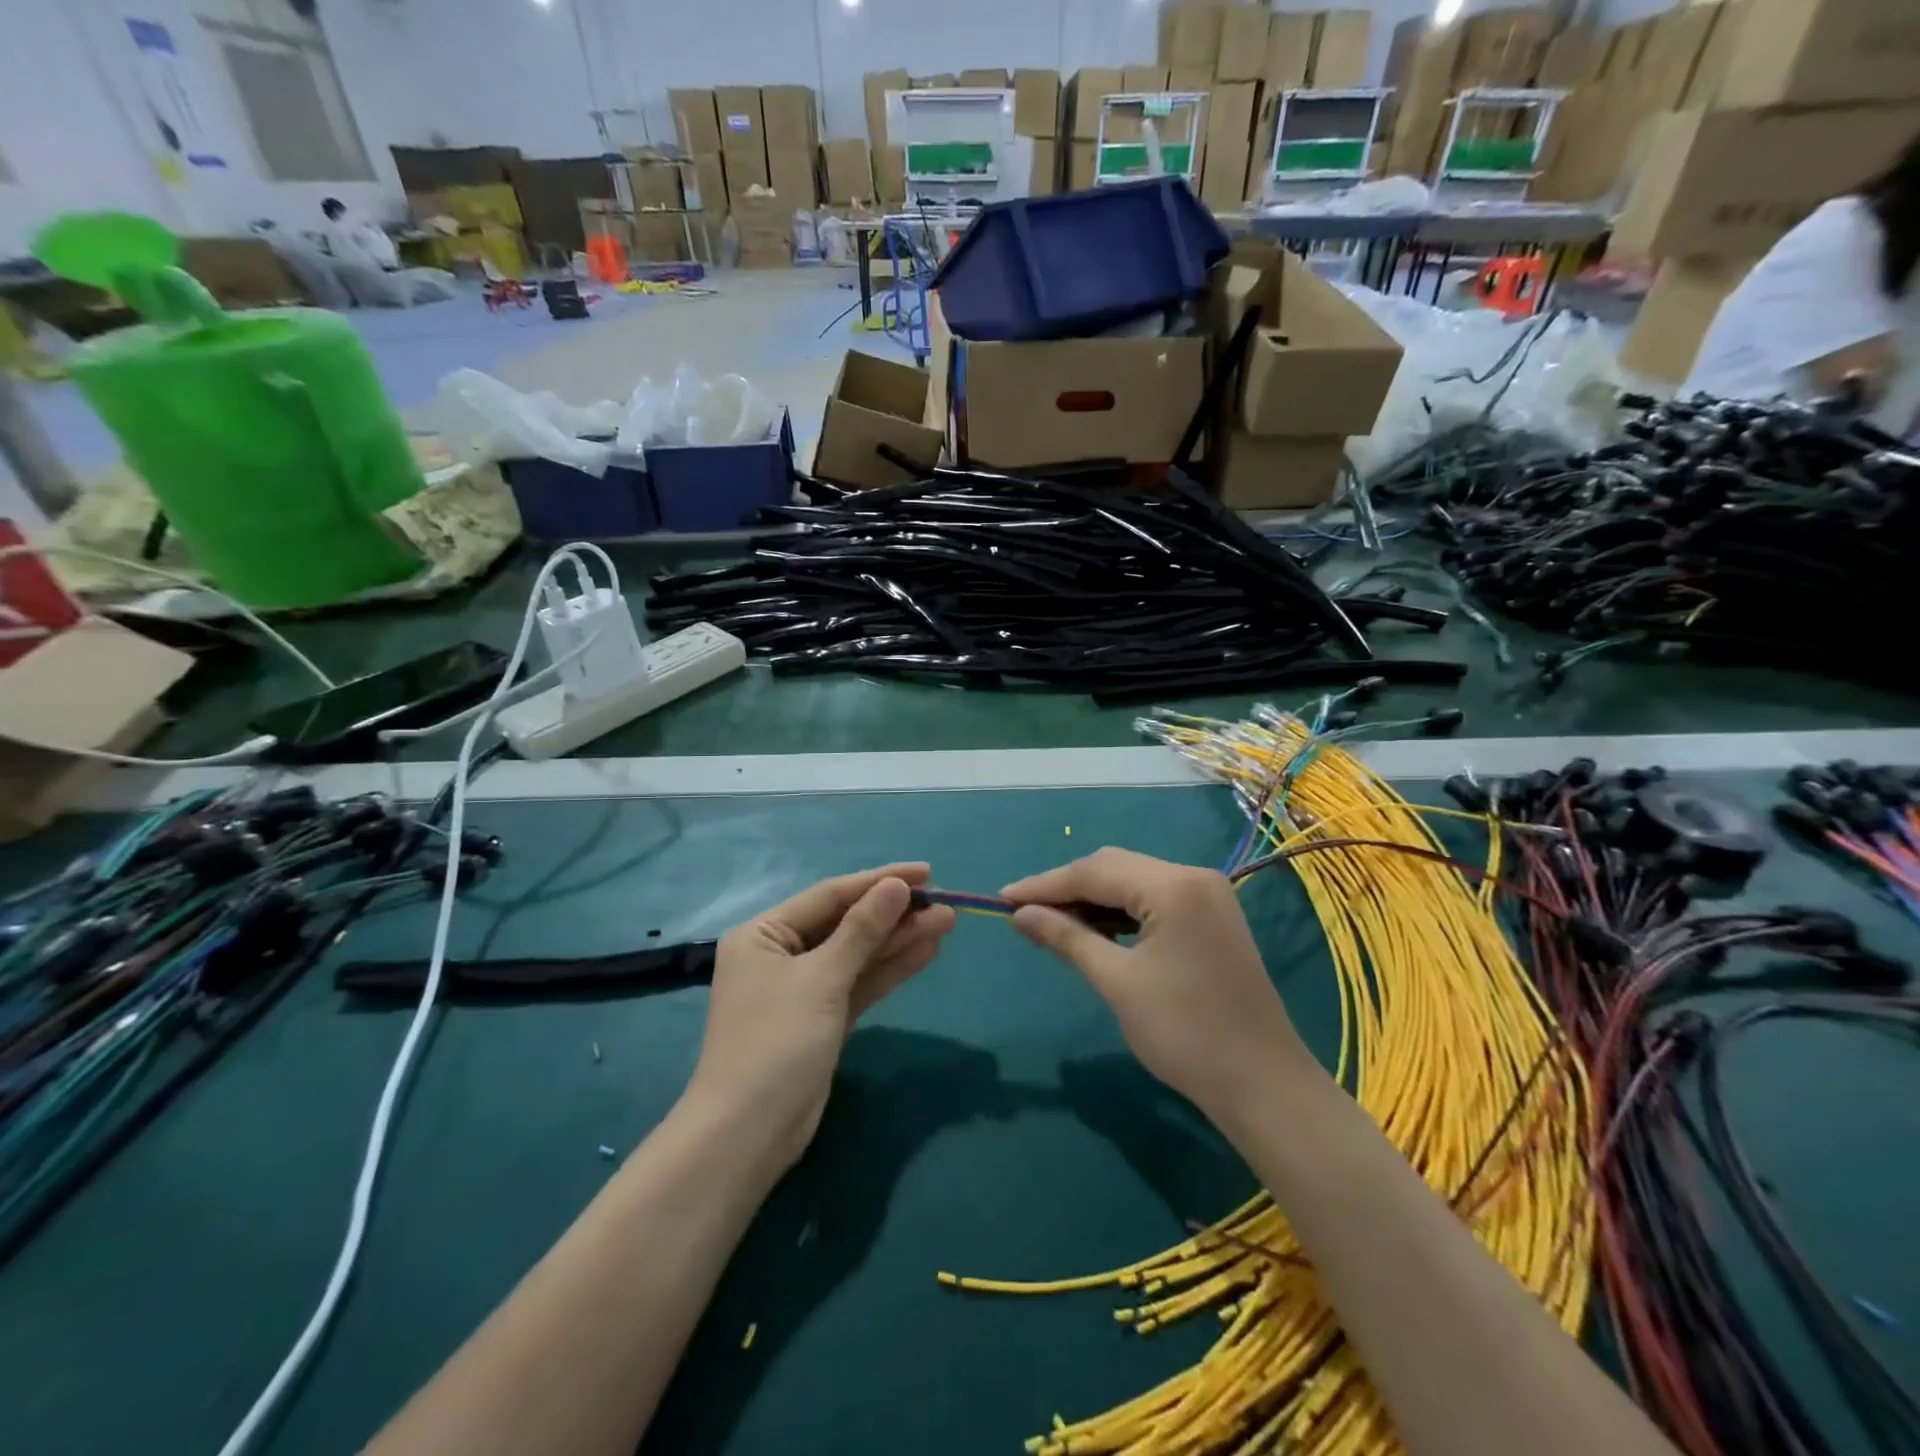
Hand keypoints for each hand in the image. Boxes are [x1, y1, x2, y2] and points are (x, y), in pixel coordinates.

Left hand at [686, 863, 956, 1168]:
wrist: (748, 1136)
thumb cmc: (775, 1043)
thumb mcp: (821, 979)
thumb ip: (862, 930)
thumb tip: (896, 886)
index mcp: (764, 933)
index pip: (831, 895)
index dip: (880, 881)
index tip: (926, 872)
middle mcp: (782, 954)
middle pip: (847, 923)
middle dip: (895, 914)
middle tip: (945, 903)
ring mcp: (804, 988)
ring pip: (859, 954)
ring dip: (900, 939)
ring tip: (947, 922)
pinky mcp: (823, 1018)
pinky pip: (860, 983)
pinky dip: (891, 969)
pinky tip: (927, 951)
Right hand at [1002, 848, 1320, 1128]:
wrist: (1263, 1084)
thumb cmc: (1185, 1034)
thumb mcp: (1118, 983)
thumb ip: (1067, 938)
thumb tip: (1020, 914)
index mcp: (1173, 886)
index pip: (1094, 871)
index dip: (1044, 885)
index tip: (1002, 899)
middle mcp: (1193, 876)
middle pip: (1114, 867)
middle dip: (1067, 888)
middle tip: (1024, 913)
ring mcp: (1207, 895)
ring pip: (1133, 881)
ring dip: (1092, 899)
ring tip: (1051, 923)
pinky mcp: (1211, 916)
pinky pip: (1153, 900)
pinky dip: (1119, 912)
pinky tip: (1094, 929)